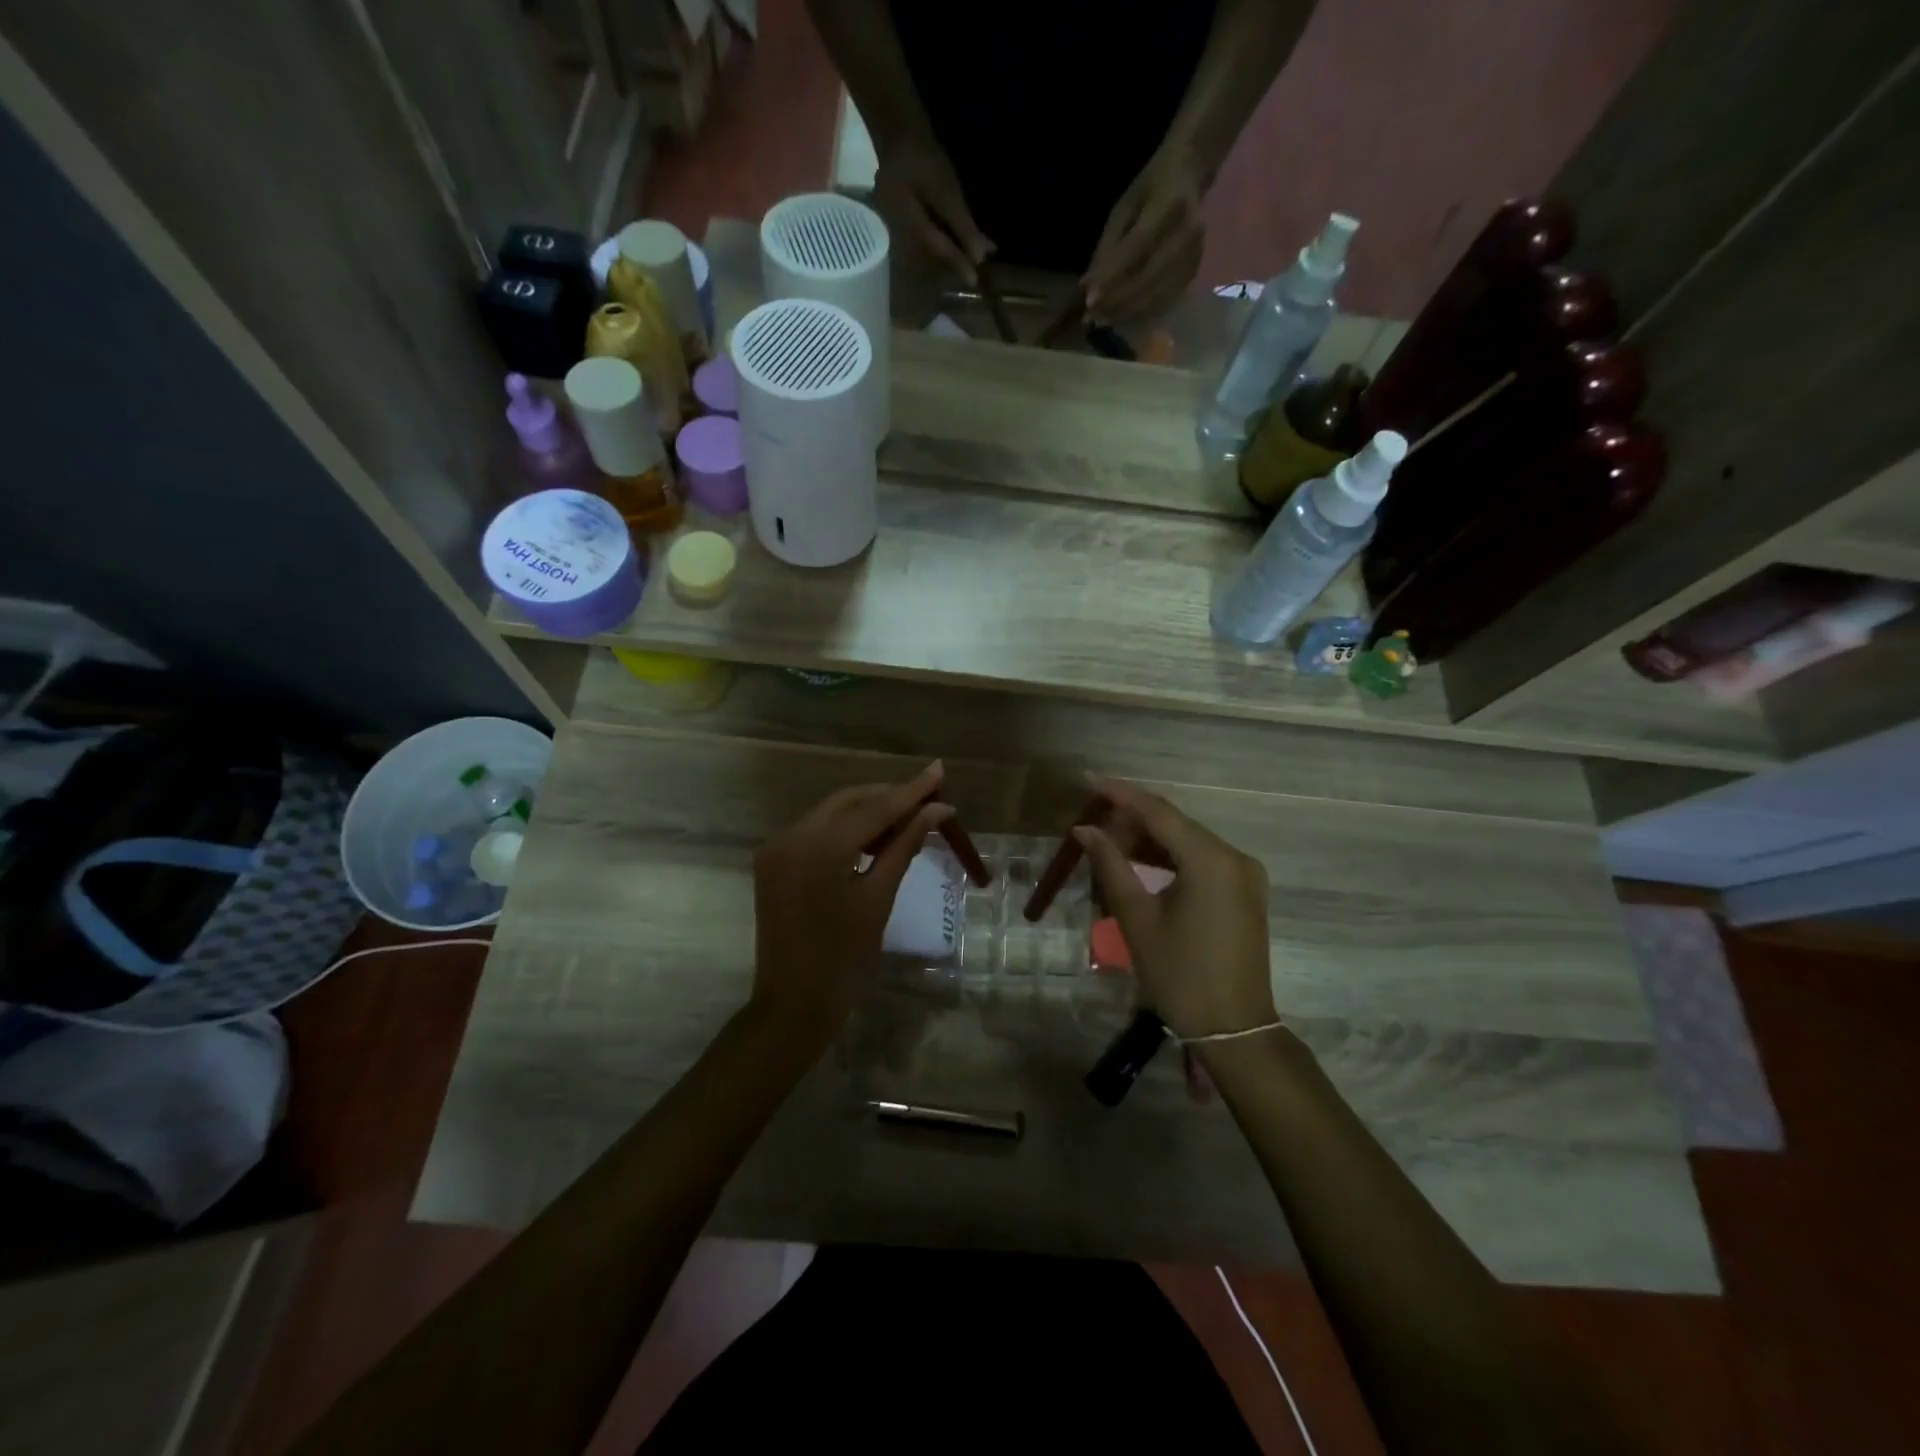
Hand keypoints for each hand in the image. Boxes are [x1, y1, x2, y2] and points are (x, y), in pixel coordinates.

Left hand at [748, 761, 952, 1052]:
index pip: (873, 808)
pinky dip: (845, 830)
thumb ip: (904, 846)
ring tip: (906, 819)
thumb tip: (937, 810)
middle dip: (887, 797)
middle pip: (848, 801)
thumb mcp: (878, 899)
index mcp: (819, 848)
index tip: (938, 770)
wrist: (792, 1005)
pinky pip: (815, 832)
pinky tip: (872, 838)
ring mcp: (777, 848)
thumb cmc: (844, 959)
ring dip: (867, 812)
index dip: (910, 791)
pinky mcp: (773, 862)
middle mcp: (791, 837)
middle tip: (927, 798)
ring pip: (830, 813)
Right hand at [873, 132, 992, 284]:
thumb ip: (961, 224)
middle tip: (977, 270)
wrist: (898, 130)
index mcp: (904, 223)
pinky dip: (945, 239)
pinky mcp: (903, 222)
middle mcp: (897, 232)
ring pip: (930, 247)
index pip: (936, 250)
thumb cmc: (922, 155)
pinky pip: (927, 236)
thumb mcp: (945, 189)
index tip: (974, 281)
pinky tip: (960, 241)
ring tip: (975, 256)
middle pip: (931, 254)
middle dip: (955, 260)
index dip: (957, 264)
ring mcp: (897, 228)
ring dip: (952, 251)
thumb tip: (978, 257)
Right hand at [1074, 778, 1275, 1039]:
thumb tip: (1085, 829)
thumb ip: (1111, 865)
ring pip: (1189, 841)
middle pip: (1175, 823)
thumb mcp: (1137, 918)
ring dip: (1150, 838)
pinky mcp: (1245, 891)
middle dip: (1133, 817)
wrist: (1233, 1027)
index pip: (1158, 812)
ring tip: (1109, 841)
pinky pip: (1202, 860)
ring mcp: (1244, 874)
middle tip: (1092, 820)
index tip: (1088, 780)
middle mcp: (1234, 857)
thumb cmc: (1179, 974)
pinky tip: (1142, 862)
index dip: (1120, 794)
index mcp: (1210, 860)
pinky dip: (1171, 857)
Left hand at [1083, 144, 1206, 324]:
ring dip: (1127, 313)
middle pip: (1149, 278)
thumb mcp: (1124, 208)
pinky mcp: (1195, 270)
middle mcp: (1187, 232)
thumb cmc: (1151, 187)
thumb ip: (1107, 247)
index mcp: (1168, 205)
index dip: (1112, 277)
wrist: (1191, 173)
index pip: (1137, 248)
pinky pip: (1166, 301)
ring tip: (1102, 322)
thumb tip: (1087, 286)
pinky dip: (1142, 314)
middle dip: (1117, 302)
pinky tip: (1122, 319)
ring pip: (1157, 295)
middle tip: (1091, 318)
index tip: (1089, 301)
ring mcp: (1195, 253)